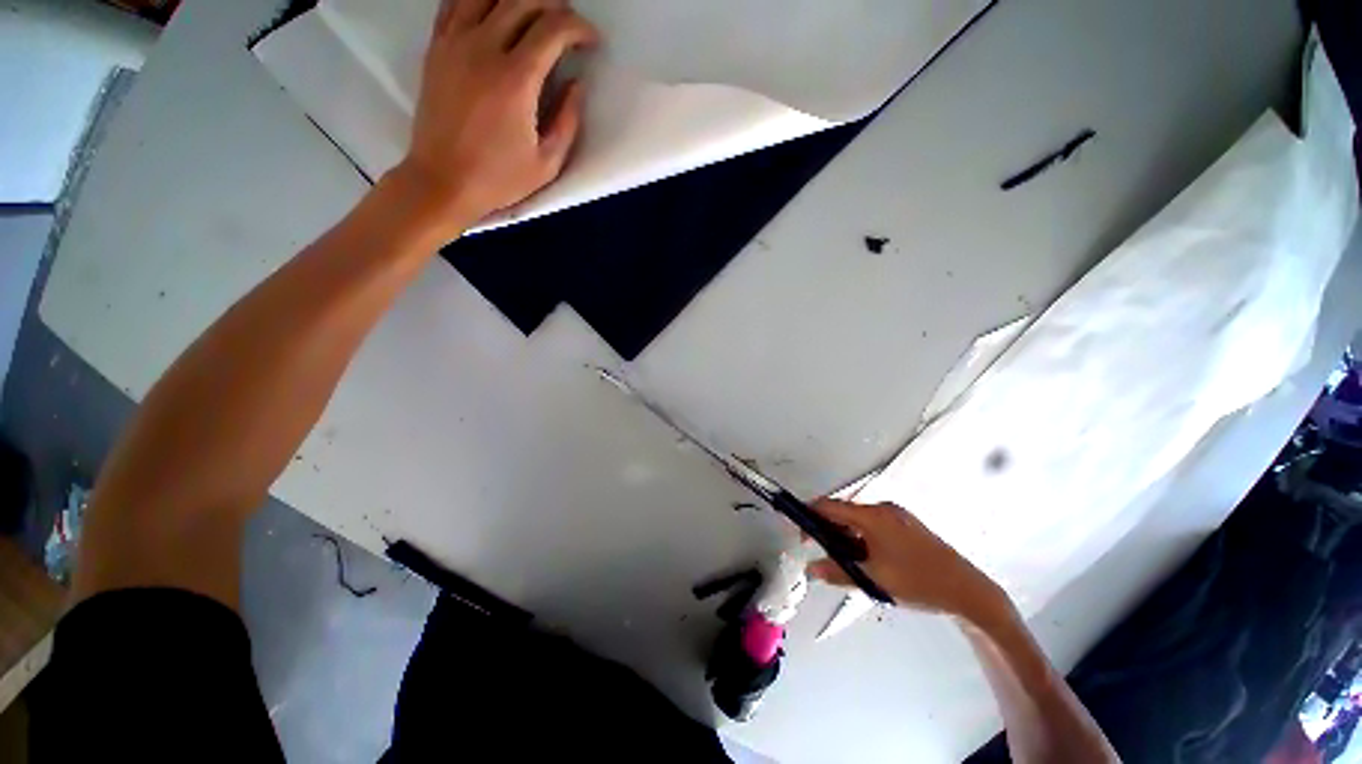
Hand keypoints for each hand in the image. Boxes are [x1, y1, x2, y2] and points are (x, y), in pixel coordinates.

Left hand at [393, 0, 598, 233]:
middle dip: (554, 5)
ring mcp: (455, 43)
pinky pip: (456, 3)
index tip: (592, 42)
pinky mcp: (437, 47)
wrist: (442, 181)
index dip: (579, 28)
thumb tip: (577, 86)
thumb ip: (568, 121)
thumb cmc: (499, 179)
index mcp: (516, 79)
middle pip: (522, 0)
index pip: (553, 29)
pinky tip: (495, 11)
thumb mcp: (547, 163)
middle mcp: (483, 48)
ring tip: (535, 13)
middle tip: (568, 25)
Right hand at [806, 500, 1007, 621]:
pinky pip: (874, 524)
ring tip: (847, 561)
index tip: (801, 535)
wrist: (967, 590)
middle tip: (823, 553)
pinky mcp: (907, 524)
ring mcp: (897, 515)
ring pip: (859, 519)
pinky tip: (868, 558)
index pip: (830, 506)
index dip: (810, 516)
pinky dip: (862, 536)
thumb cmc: (917, 582)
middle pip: (844, 512)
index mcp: (873, 516)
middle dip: (828, 530)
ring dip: (846, 535)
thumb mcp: (873, 579)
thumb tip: (810, 569)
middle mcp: (883, 508)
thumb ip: (838, 572)